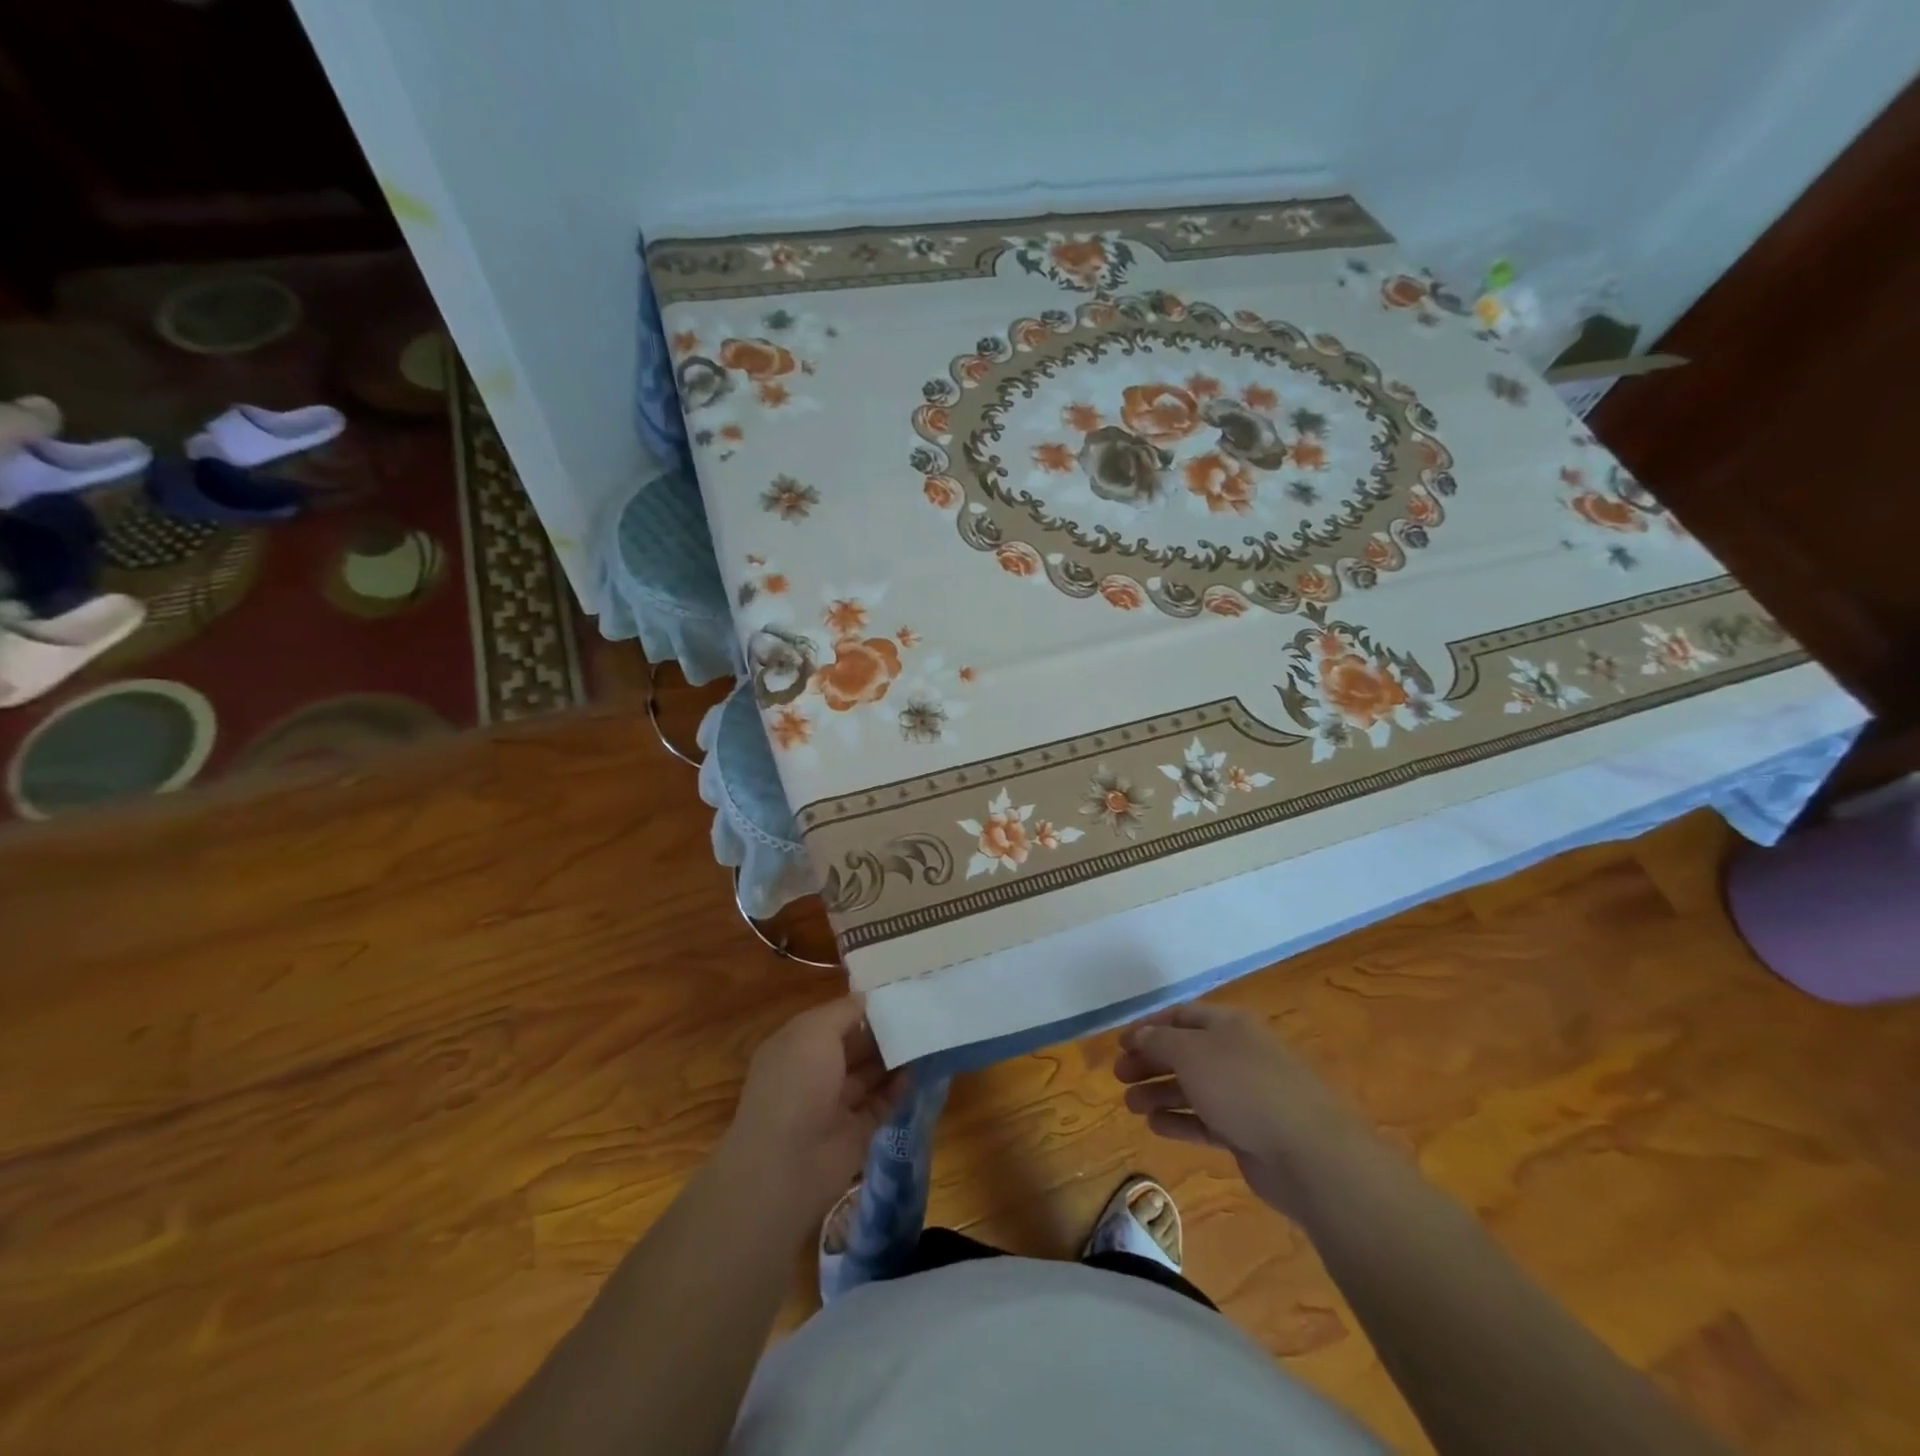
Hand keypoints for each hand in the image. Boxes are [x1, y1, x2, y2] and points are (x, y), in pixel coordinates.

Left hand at [720, 997, 906, 1227]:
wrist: (787, 1166)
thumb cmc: (796, 1084)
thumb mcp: (815, 1031)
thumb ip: (844, 1011)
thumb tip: (866, 998)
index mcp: (796, 1046)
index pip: (833, 1019)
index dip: (861, 1007)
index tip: (895, 993)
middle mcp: (814, 1073)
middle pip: (854, 1046)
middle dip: (882, 1032)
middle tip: (920, 1013)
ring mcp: (834, 1105)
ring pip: (870, 1074)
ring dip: (894, 1059)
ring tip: (926, 1038)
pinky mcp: (856, 1133)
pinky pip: (882, 1104)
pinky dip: (900, 1089)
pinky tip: (920, 1072)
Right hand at [1115, 1002, 1358, 1218]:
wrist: (1308, 1153)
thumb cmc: (1244, 1087)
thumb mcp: (1192, 1053)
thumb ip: (1159, 1041)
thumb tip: (1140, 1035)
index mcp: (1228, 1025)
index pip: (1180, 1016)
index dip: (1148, 1027)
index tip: (1119, 1044)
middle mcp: (1236, 1054)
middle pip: (1184, 1052)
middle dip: (1150, 1061)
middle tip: (1119, 1076)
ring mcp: (1244, 1095)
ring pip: (1193, 1087)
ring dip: (1159, 1093)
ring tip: (1130, 1105)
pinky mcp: (1248, 1132)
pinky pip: (1206, 1121)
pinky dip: (1180, 1121)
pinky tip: (1155, 1126)